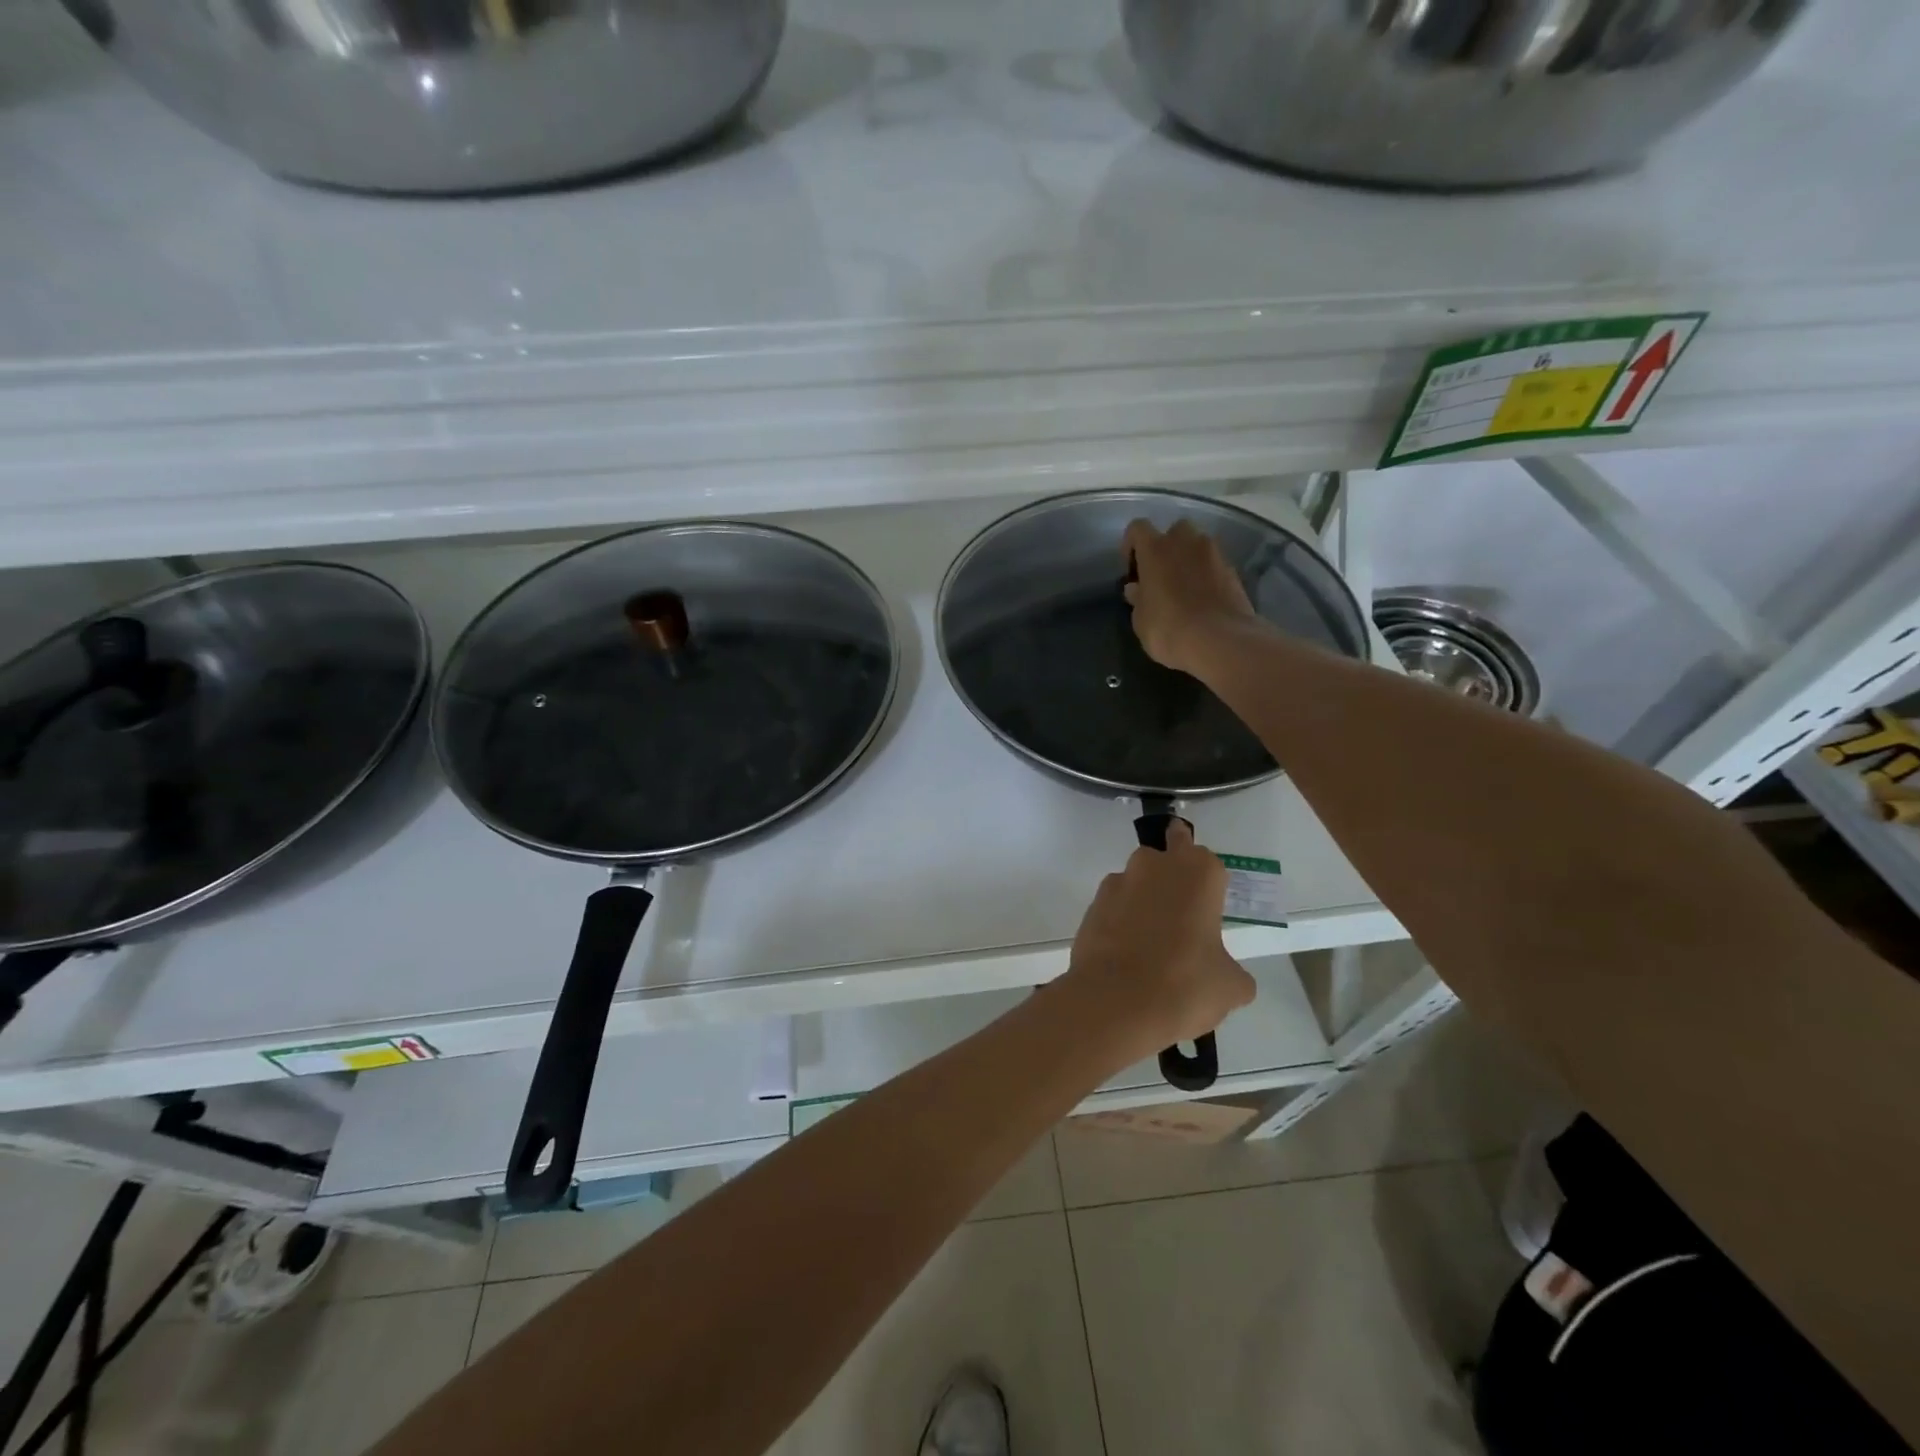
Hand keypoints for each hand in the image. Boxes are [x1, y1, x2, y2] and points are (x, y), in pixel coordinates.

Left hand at [1060, 818, 1255, 1062]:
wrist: (1114, 1002)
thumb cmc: (1185, 984)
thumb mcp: (1230, 986)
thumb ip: (1231, 969)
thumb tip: (1225, 974)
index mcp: (1198, 872)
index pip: (1205, 859)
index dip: (1206, 881)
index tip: (1206, 904)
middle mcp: (1155, 865)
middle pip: (1166, 859)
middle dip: (1171, 879)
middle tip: (1180, 918)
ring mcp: (1118, 882)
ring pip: (1136, 881)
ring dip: (1144, 901)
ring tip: (1151, 944)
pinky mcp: (1092, 905)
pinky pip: (1114, 906)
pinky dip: (1120, 921)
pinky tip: (1127, 954)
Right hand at [1122, 518, 1260, 676]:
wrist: (1221, 641)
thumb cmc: (1168, 629)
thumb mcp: (1141, 620)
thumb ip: (1138, 599)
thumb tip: (1136, 589)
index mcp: (1155, 549)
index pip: (1137, 528)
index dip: (1131, 546)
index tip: (1132, 570)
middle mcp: (1185, 541)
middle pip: (1173, 531)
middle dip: (1167, 548)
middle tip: (1161, 575)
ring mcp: (1214, 554)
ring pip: (1197, 546)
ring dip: (1189, 560)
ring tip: (1184, 588)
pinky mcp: (1233, 570)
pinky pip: (1214, 565)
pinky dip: (1207, 575)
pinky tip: (1203, 600)